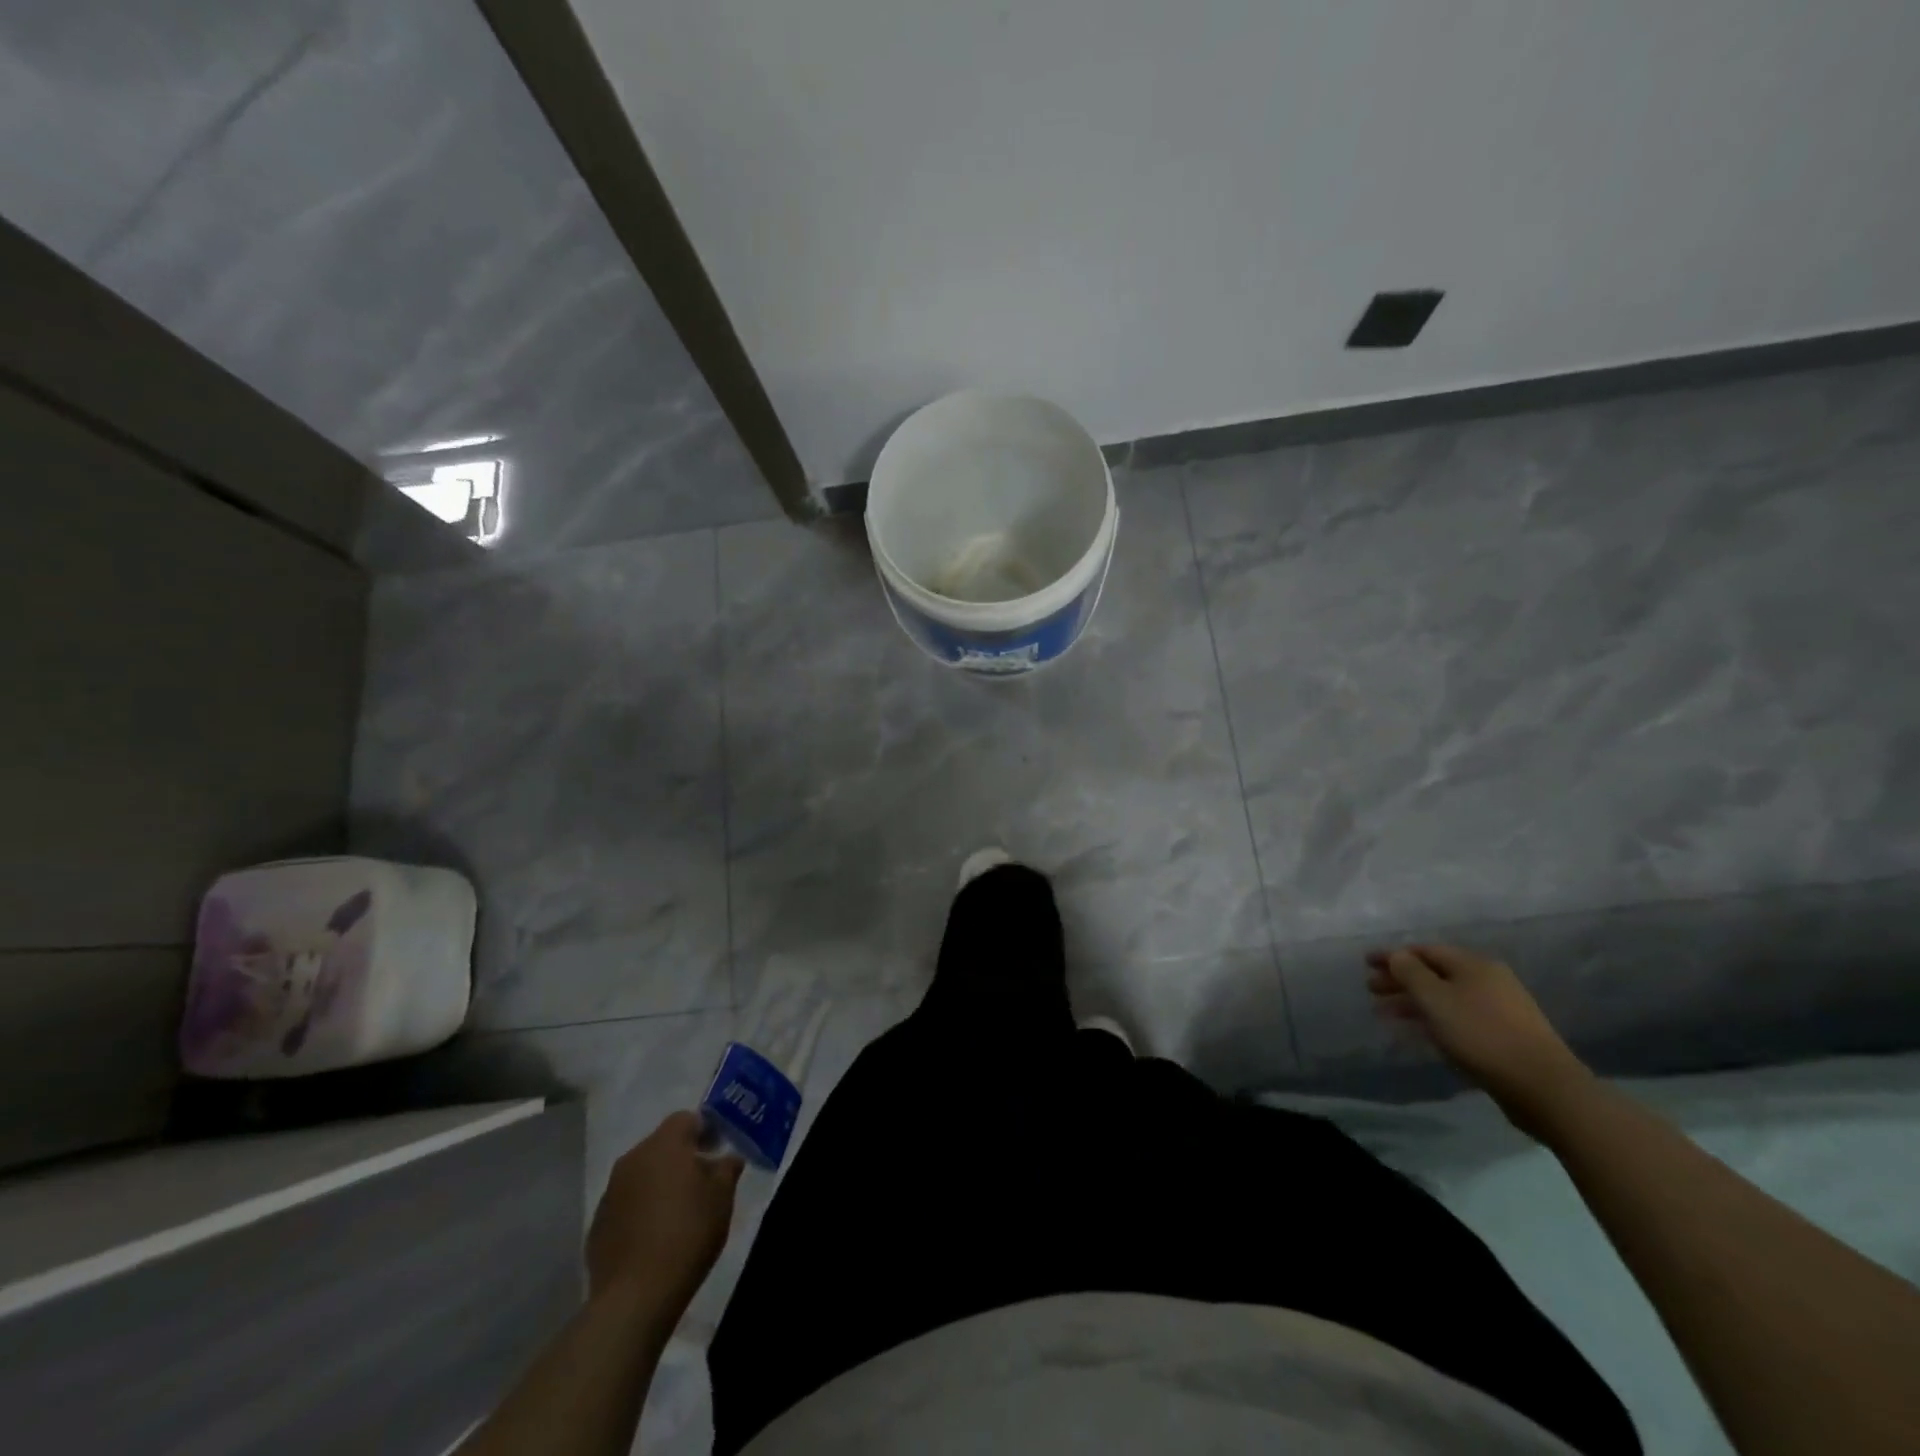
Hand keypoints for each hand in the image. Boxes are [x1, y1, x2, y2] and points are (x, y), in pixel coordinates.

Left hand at [586, 1111, 742, 1310]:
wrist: (635, 1296)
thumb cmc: (688, 1233)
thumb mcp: (722, 1198)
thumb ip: (727, 1169)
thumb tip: (728, 1158)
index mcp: (665, 1144)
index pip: (686, 1118)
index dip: (705, 1129)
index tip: (718, 1150)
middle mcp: (633, 1158)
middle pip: (662, 1144)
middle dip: (682, 1156)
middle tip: (702, 1180)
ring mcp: (610, 1192)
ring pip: (642, 1173)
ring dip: (660, 1182)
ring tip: (679, 1210)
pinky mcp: (598, 1224)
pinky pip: (626, 1202)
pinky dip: (641, 1208)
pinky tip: (654, 1235)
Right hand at [1366, 943, 1592, 1135]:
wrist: (1544, 1087)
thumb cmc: (1481, 1035)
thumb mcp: (1435, 999)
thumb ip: (1410, 973)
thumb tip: (1397, 955)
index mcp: (1473, 964)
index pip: (1423, 950)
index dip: (1392, 955)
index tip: (1366, 963)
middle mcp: (1488, 979)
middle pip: (1434, 973)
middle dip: (1400, 979)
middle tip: (1371, 989)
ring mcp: (1500, 1007)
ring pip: (1445, 996)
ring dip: (1413, 1001)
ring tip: (1386, 1013)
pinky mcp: (1504, 1034)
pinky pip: (1458, 1015)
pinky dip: (1434, 1017)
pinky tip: (1421, 1030)